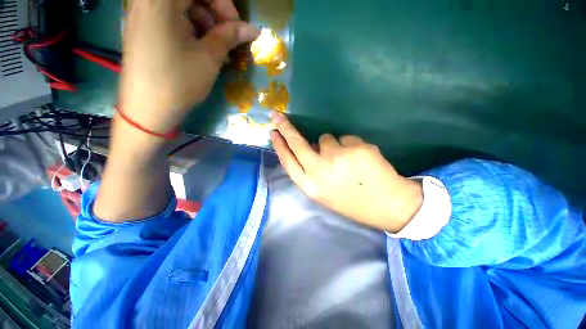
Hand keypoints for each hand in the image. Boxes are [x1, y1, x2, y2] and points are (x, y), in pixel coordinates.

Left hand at [120, 0, 258, 133]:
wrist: (148, 108)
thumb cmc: (179, 81)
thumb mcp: (209, 57)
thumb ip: (230, 36)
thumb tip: (253, 29)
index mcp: (161, 0)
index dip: (225, 5)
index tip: (238, 28)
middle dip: (214, 13)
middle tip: (228, 38)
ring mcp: (142, 12)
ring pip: (182, 6)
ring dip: (204, 23)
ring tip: (216, 49)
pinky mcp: (143, 27)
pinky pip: (172, 17)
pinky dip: (190, 28)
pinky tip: (200, 48)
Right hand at [271, 112, 422, 232]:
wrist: (387, 205)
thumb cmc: (352, 201)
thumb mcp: (324, 193)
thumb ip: (311, 172)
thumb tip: (310, 148)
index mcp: (310, 186)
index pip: (288, 161)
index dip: (279, 146)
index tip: (273, 133)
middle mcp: (319, 170)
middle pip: (297, 143)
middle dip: (285, 128)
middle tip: (278, 116)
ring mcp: (337, 157)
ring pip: (326, 138)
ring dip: (333, 145)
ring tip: (348, 161)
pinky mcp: (355, 147)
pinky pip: (346, 138)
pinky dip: (351, 145)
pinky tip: (361, 160)